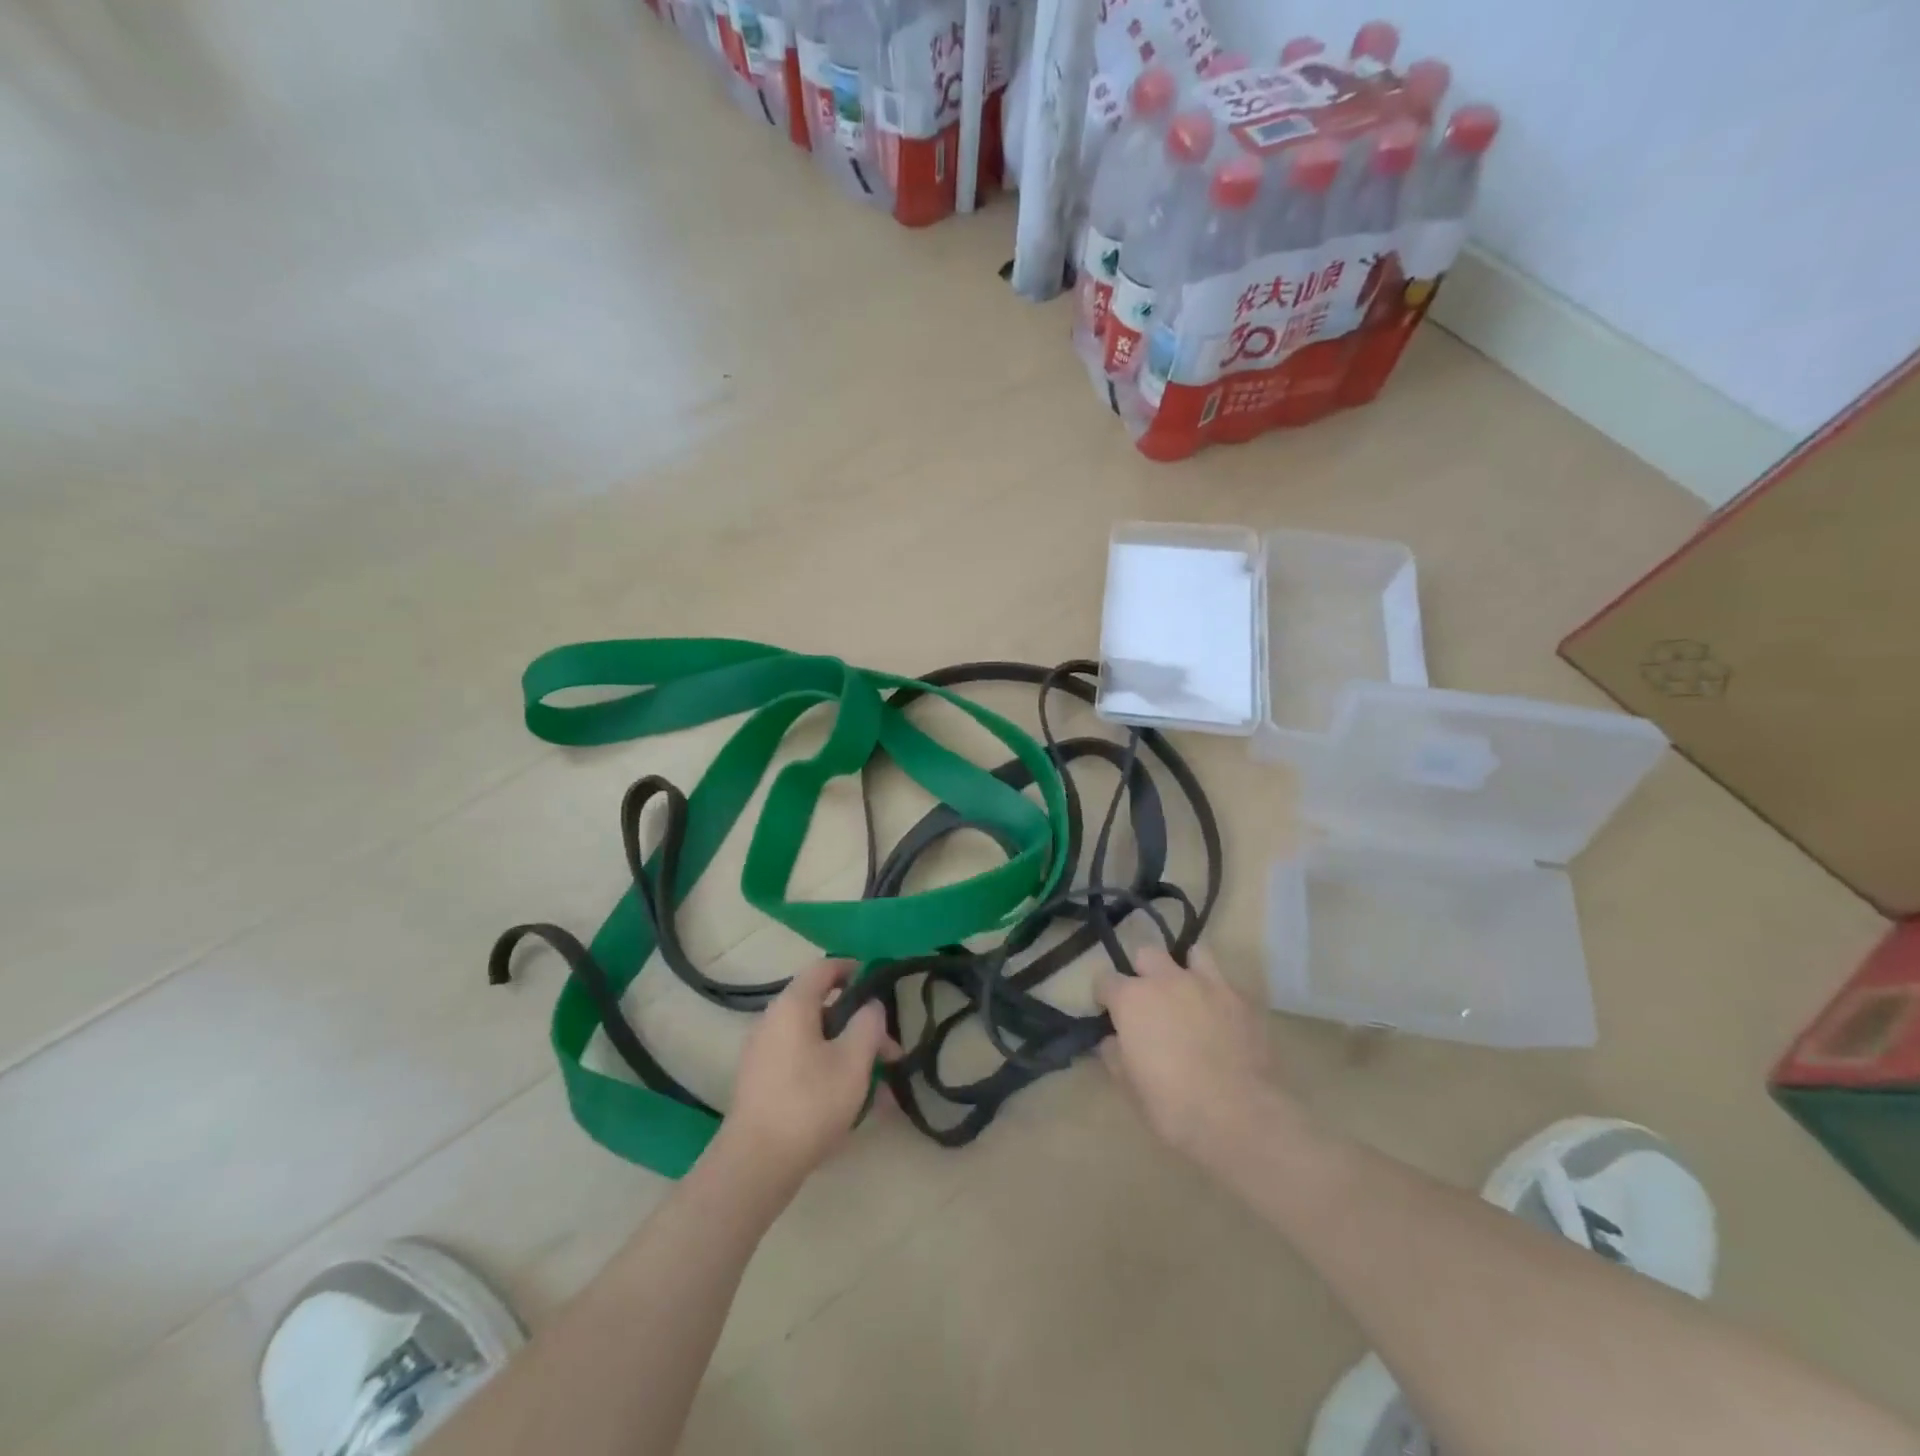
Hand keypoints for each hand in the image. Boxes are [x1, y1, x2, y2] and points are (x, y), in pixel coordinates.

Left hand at [720, 959, 898, 1188]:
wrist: (754, 1165)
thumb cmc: (809, 1103)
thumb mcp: (853, 1061)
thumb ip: (868, 1024)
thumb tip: (870, 1006)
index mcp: (793, 1005)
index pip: (824, 968)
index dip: (854, 969)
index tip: (880, 985)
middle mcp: (773, 1021)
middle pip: (822, 1007)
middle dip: (859, 1024)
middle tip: (889, 1051)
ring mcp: (764, 1053)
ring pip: (815, 1039)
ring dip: (848, 1052)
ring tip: (879, 1086)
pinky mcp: (762, 1083)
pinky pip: (802, 1062)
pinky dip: (828, 1070)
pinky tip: (852, 1103)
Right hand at [1097, 945, 1286, 1162]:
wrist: (1240, 1116)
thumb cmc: (1173, 1105)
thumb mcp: (1129, 1086)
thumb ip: (1115, 1054)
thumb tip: (1113, 1040)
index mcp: (1132, 999)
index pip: (1105, 979)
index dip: (1104, 995)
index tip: (1109, 1013)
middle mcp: (1167, 980)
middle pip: (1147, 954)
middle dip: (1144, 972)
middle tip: (1150, 1002)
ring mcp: (1209, 985)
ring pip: (1194, 954)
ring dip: (1186, 970)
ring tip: (1190, 996)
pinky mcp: (1243, 1000)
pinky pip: (1227, 984)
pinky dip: (1220, 996)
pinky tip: (1223, 1020)